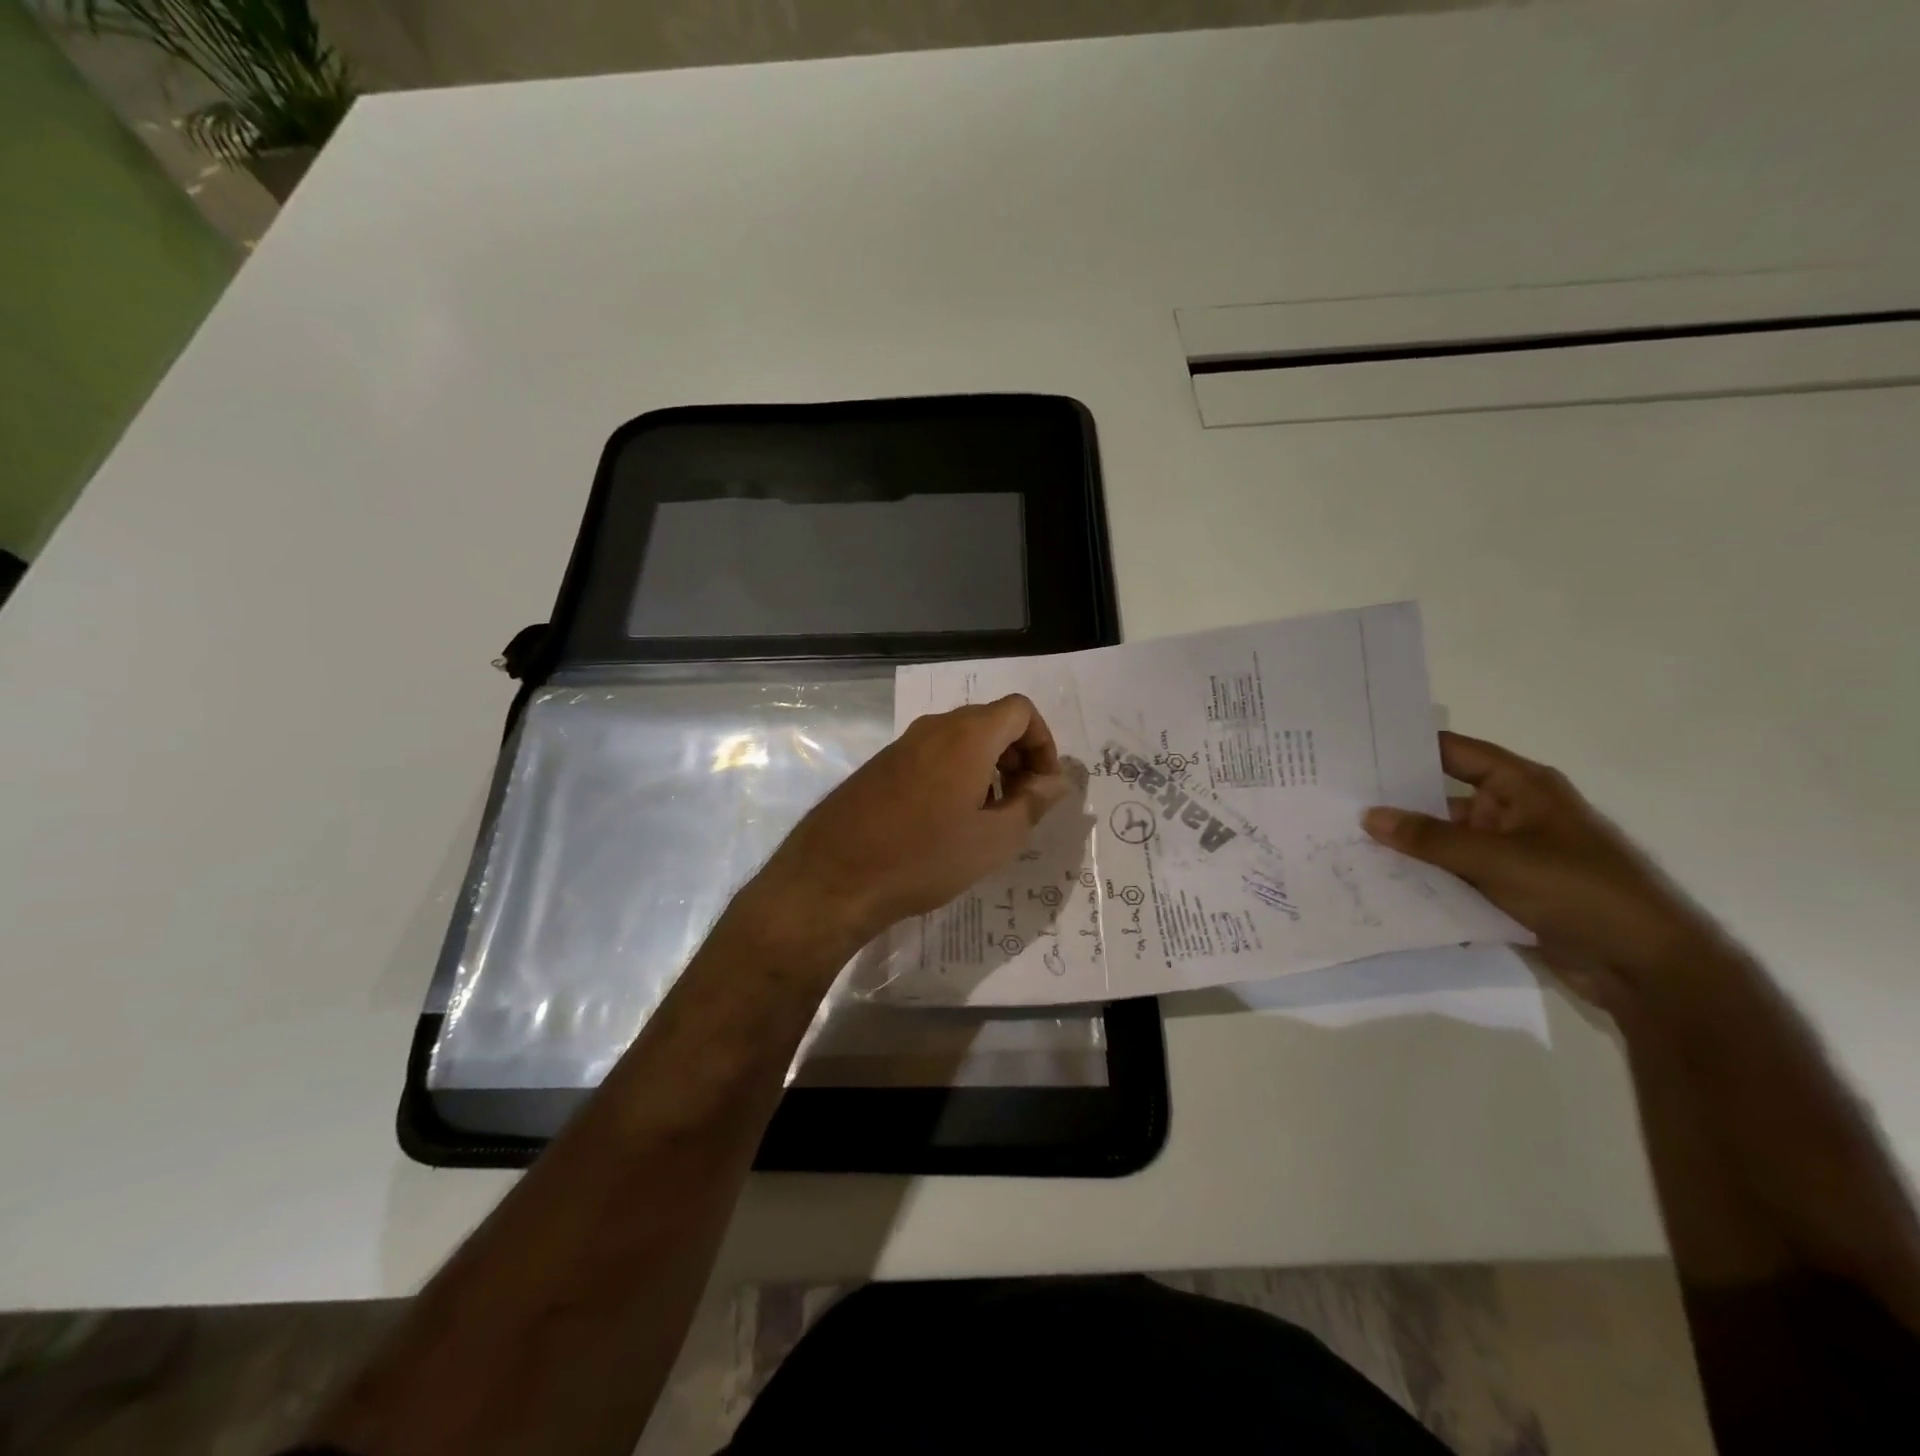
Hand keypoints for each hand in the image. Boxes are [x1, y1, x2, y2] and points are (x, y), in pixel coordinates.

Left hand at [747, 695, 1069, 956]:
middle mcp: (935, 727)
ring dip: (987, 767)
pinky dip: (956, 773)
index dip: (1043, 743)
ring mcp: (903, 744)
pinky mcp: (882, 764)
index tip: (1043, 787)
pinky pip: (933, 754)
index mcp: (967, 736)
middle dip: (1018, 756)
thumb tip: (1055, 781)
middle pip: (991, 721)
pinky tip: (948, 821)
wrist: (834, 876)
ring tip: (987, 817)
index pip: (1020, 710)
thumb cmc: (925, 857)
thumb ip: (1033, 803)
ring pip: (961, 739)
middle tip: (1021, 804)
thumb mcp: (994, 839)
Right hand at [1362, 732, 1723, 1007]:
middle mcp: (1511, 813)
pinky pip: (1451, 874)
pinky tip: (1376, 878)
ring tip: (1342, 839)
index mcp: (1521, 788)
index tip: (1356, 748)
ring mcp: (1507, 853)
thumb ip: (1430, 838)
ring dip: (1404, 843)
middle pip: (1440, 797)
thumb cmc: (1580, 892)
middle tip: (1335, 798)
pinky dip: (1421, 875)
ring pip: (1442, 839)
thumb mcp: (1499, 859)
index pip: (1454, 753)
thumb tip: (1369, 816)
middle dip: (1394, 800)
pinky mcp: (1503, 889)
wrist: (1646, 968)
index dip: (1408, 748)